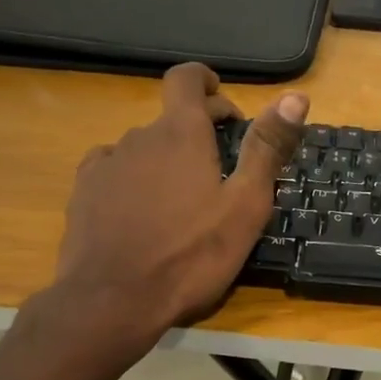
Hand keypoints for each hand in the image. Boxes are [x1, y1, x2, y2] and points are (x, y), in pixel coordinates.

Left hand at [45, 63, 307, 342]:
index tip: (224, 105)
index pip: (187, 79)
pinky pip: (114, 169)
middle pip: (171, 119)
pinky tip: (141, 211)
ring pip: (143, 147)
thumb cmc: (191, 255)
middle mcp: (140, 136)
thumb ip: (267, 148)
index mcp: (181, 134)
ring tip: (182, 200)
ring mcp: (107, 163)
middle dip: (197, 132)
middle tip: (221, 170)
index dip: (206, 82)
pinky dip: (133, 178)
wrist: (112, 300)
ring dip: (166, 160)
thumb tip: (296, 96)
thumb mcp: (245, 205)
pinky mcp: (84, 192)